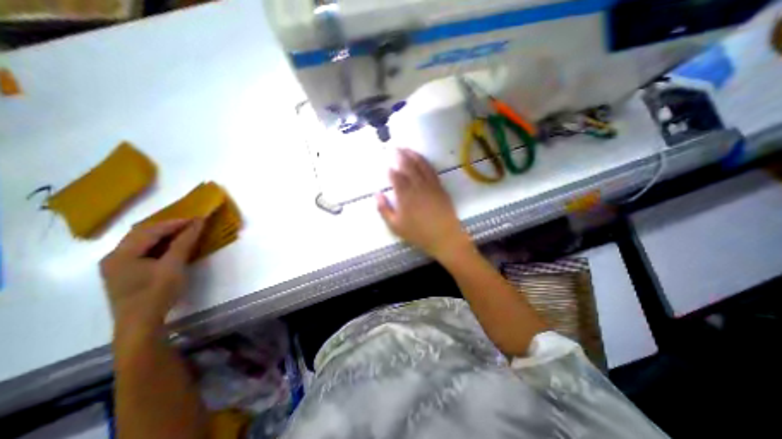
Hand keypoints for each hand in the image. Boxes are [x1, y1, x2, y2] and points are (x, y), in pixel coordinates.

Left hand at [100, 219, 203, 327]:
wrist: (141, 324)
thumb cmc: (157, 293)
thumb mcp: (173, 266)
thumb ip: (184, 242)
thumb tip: (198, 222)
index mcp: (121, 254)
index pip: (150, 230)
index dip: (176, 222)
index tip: (198, 219)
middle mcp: (114, 257)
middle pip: (142, 234)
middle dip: (169, 227)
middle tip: (192, 225)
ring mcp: (118, 266)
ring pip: (142, 242)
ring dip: (164, 236)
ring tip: (186, 233)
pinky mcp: (126, 274)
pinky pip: (143, 252)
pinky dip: (159, 246)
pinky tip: (173, 248)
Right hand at [377, 150, 472, 261]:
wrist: (444, 237)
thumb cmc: (418, 233)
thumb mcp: (395, 226)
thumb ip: (384, 209)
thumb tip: (377, 193)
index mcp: (405, 195)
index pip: (395, 177)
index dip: (390, 170)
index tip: (386, 165)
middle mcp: (417, 186)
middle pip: (408, 166)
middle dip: (400, 155)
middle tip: (394, 148)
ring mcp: (430, 185)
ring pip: (421, 165)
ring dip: (413, 155)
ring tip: (406, 148)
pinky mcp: (440, 187)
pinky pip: (432, 170)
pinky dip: (425, 162)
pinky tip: (422, 159)